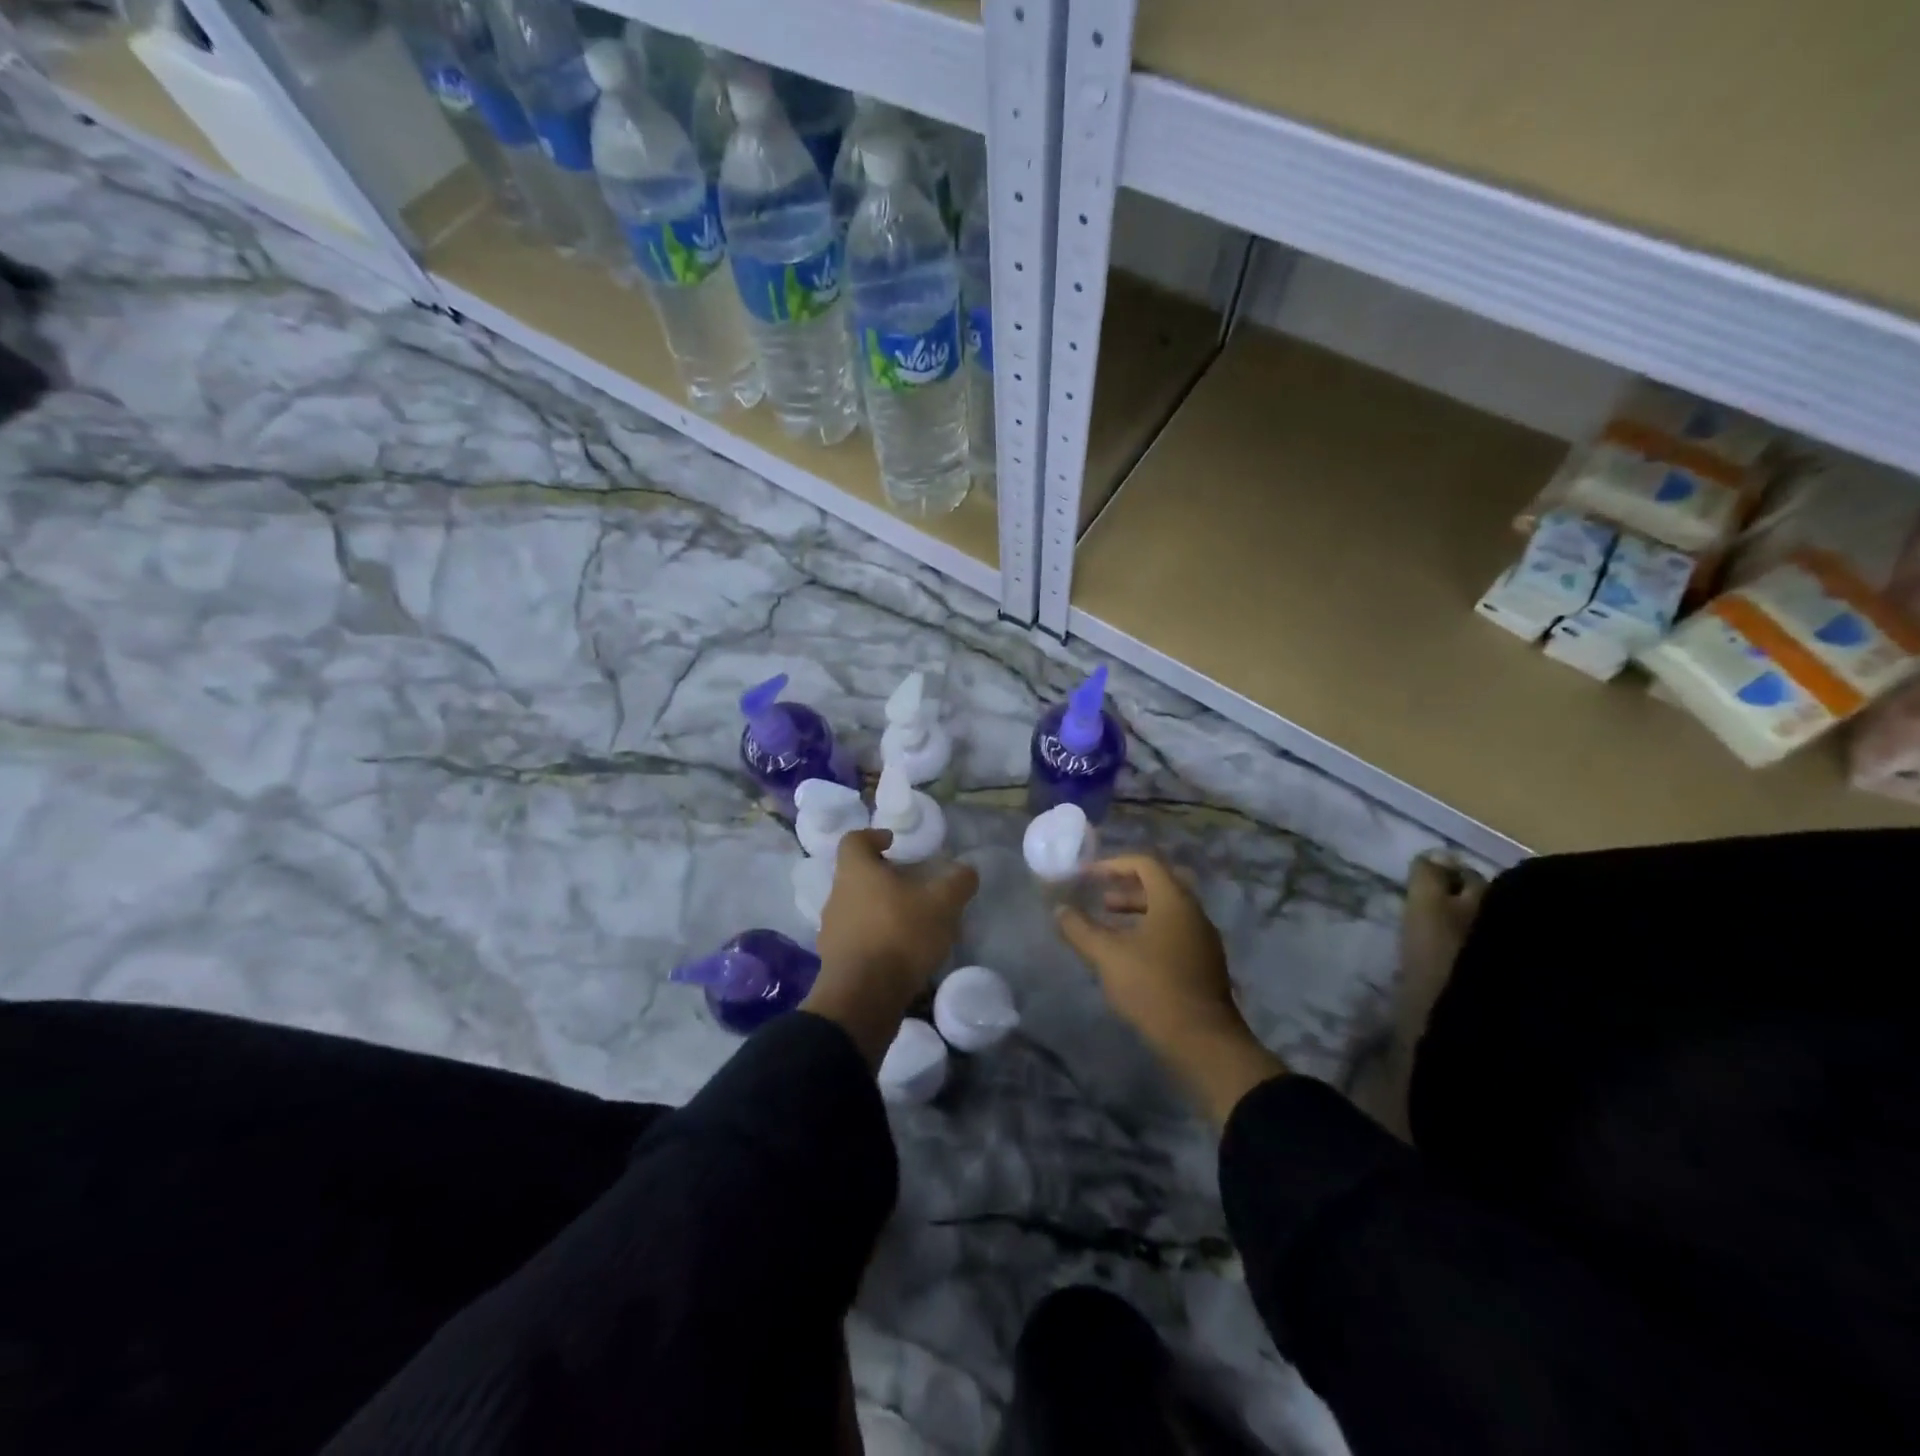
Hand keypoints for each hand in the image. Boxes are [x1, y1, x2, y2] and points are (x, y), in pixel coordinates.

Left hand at [802, 828, 978, 1066]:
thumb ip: (957, 882)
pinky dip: (878, 940)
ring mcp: (832, 930)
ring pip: (858, 909)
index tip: (894, 843)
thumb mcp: (942, 904)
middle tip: (914, 886)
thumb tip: (966, 870)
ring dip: (882, 911)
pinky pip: (858, 940)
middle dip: (885, 878)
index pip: (854, 840)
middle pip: (857, 876)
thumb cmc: (899, 935)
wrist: (864, 997)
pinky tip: (903, 954)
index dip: (873, 836)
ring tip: (914, 923)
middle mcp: (836, 896)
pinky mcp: (836, 962)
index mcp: (856, 871)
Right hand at [1056, 855, 1286, 1123]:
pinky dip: (1151, 931)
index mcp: (1174, 901)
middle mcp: (1194, 913)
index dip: (1114, 864)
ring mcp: (1204, 940)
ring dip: (1138, 912)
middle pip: (1160, 885)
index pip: (1145, 863)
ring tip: (1110, 929)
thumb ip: (1080, 929)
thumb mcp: (1107, 956)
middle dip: (1127, 888)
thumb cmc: (1153, 987)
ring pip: (1169, 911)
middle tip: (1101, 901)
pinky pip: (1176, 933)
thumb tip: (1059, 910)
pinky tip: (1131, 957)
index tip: (1089, 877)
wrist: (1203, 1041)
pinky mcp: (1206, 964)